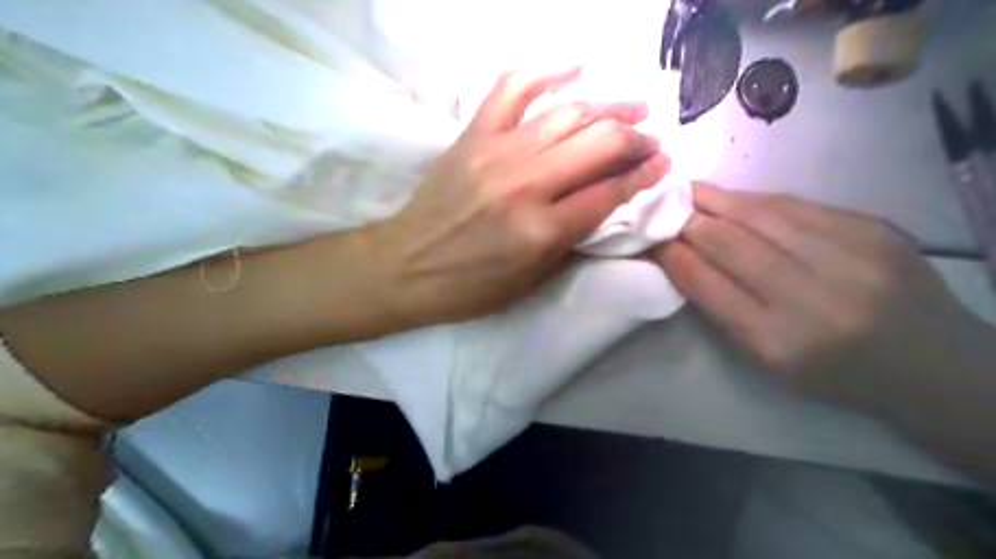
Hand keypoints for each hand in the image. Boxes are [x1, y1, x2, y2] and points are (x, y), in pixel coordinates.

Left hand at [371, 68, 668, 325]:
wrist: (406, 266)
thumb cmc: (471, 286)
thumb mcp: (532, 280)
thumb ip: (573, 239)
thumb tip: (607, 201)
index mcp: (541, 231)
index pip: (610, 191)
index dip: (644, 175)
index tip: (663, 164)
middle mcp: (525, 184)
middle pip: (599, 143)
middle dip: (636, 139)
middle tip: (650, 141)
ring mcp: (497, 152)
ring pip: (568, 113)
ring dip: (610, 108)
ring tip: (632, 110)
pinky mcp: (473, 135)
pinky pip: (513, 86)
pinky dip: (547, 69)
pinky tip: (577, 66)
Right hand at [655, 187, 986, 408]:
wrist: (931, 364)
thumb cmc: (833, 373)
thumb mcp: (766, 359)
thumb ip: (721, 308)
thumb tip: (681, 257)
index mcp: (778, 341)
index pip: (706, 283)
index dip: (671, 254)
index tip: (648, 237)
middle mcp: (812, 296)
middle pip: (729, 242)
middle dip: (687, 220)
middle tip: (661, 205)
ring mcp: (849, 256)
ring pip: (761, 214)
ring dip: (716, 200)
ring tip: (689, 192)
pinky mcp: (874, 228)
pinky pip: (797, 206)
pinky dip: (757, 201)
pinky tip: (737, 199)